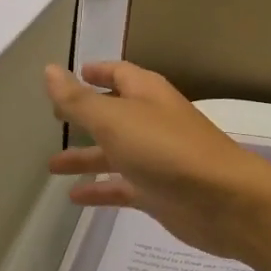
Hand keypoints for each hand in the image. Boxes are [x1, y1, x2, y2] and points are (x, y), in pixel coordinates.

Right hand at [43, 61, 270, 258]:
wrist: (221, 200)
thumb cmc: (166, 149)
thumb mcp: (115, 119)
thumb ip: (79, 100)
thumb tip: (49, 70)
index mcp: (147, 94)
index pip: (120, 73)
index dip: (97, 72)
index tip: (72, 73)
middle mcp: (153, 121)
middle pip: (114, 114)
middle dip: (86, 115)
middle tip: (53, 119)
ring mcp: (157, 158)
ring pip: (115, 153)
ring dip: (86, 156)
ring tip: (51, 166)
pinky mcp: (158, 192)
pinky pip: (122, 187)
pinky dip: (100, 190)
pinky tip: (74, 197)